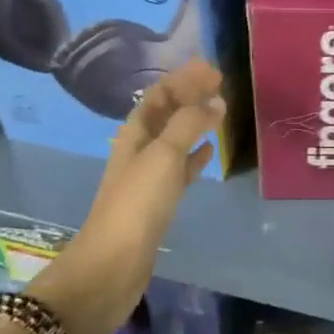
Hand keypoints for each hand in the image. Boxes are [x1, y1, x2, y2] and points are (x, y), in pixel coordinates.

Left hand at [29, 59, 224, 333]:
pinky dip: (195, 155)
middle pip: (167, 112)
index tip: (213, 68)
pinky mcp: (158, 201)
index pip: (160, 93)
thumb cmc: (137, 203)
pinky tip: (210, 151)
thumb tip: (215, 100)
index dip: (184, 77)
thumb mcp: (164, 155)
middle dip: (190, 94)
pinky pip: (180, 168)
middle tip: (220, 83)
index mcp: (135, 132)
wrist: (112, 265)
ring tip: (220, 110)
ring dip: (195, 122)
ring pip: (175, 138)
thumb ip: (190, 124)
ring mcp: (148, 175)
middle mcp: (140, 148)